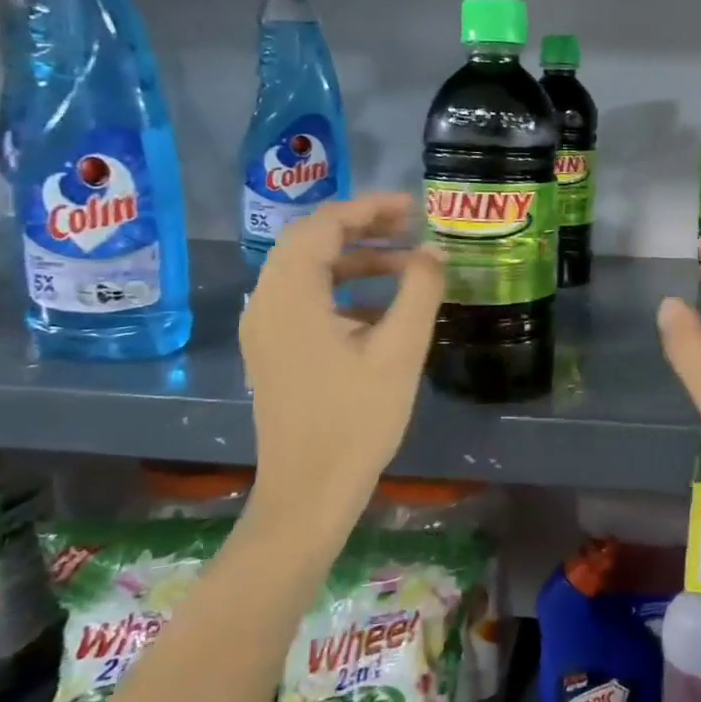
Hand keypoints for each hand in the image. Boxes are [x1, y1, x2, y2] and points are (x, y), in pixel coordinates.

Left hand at [239, 194, 444, 530]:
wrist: (309, 493)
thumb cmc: (356, 420)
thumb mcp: (399, 351)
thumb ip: (420, 291)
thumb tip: (434, 251)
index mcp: (290, 295)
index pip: (323, 224)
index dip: (370, 208)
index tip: (414, 209)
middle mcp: (267, 302)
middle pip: (309, 241)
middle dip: (362, 228)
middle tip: (409, 228)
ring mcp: (266, 329)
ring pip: (307, 271)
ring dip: (355, 260)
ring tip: (405, 266)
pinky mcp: (274, 351)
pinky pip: (305, 300)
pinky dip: (343, 291)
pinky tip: (384, 310)